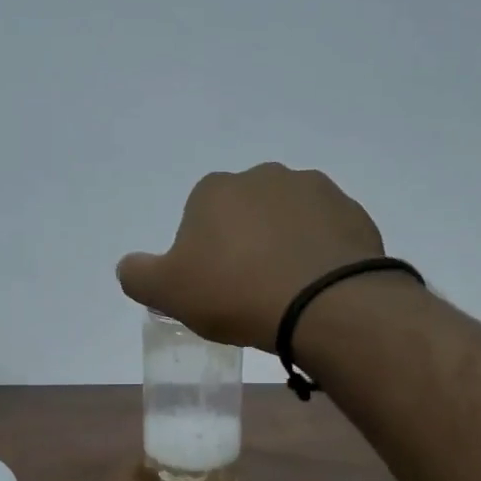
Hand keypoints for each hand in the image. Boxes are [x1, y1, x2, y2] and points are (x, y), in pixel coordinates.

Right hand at [116, 164, 387, 351]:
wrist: (324, 304)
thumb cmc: (235, 293)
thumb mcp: (167, 291)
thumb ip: (137, 275)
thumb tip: (128, 265)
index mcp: (215, 189)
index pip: (198, 218)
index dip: (202, 254)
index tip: (212, 287)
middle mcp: (264, 176)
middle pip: (244, 214)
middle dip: (244, 244)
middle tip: (248, 290)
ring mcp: (314, 190)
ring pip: (287, 221)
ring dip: (283, 245)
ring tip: (286, 291)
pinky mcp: (352, 213)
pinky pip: (325, 234)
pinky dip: (318, 254)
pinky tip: (316, 287)